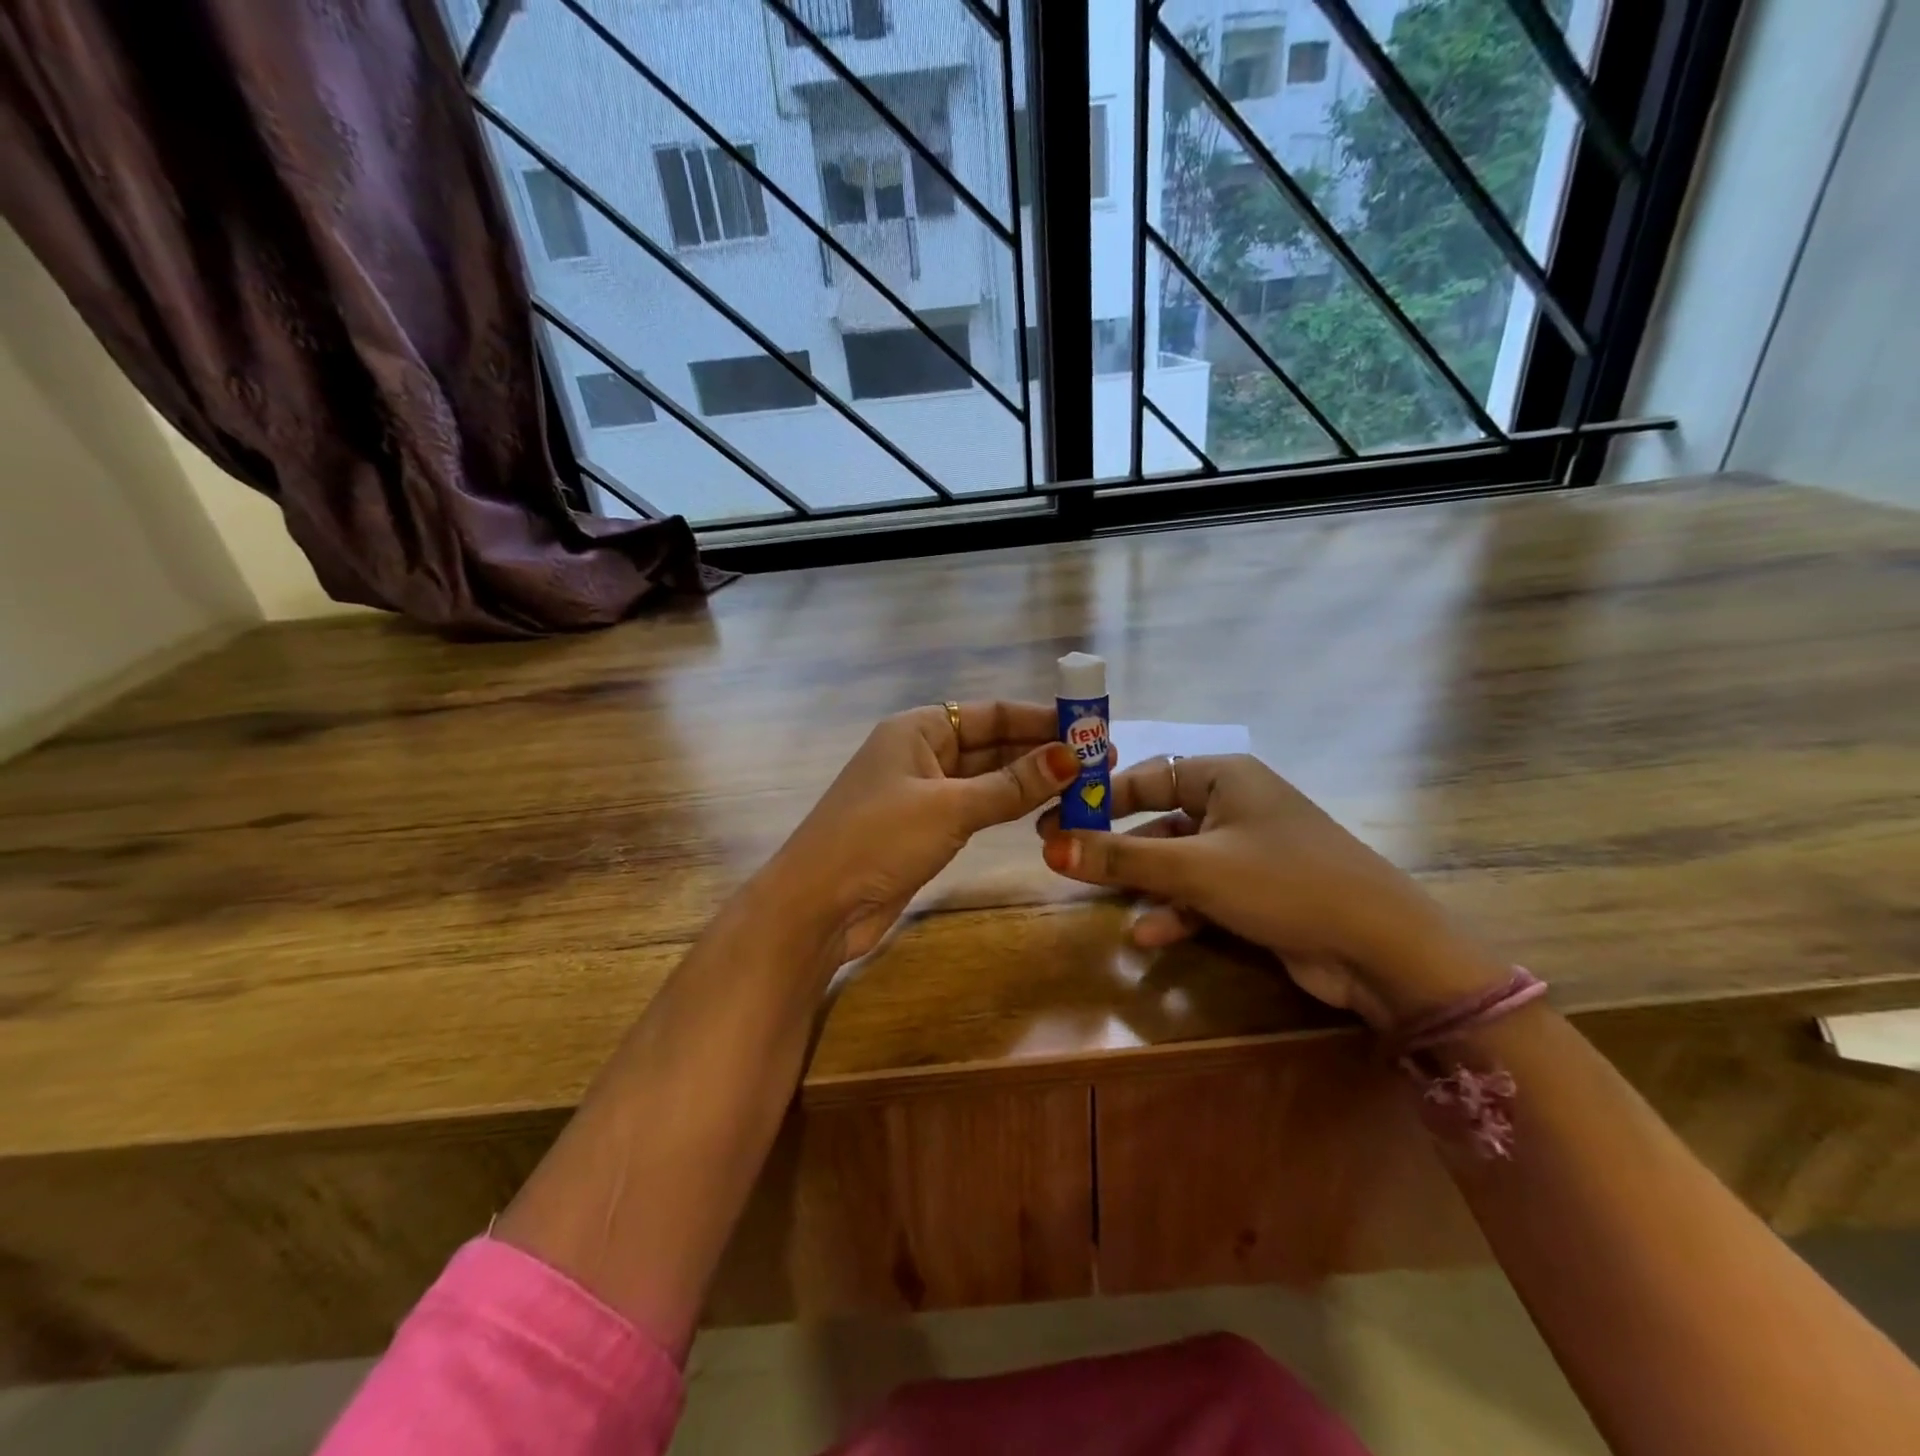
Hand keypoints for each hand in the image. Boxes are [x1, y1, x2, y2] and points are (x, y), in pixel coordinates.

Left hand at [764, 701, 1089, 962]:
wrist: (817, 905)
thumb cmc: (878, 840)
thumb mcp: (950, 807)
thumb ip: (1011, 784)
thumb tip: (1071, 757)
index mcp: (919, 729)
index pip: (992, 713)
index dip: (1042, 719)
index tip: (1091, 729)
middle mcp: (921, 753)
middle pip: (992, 744)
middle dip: (1042, 751)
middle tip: (1101, 762)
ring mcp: (922, 793)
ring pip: (987, 778)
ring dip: (1030, 781)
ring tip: (1085, 785)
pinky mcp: (924, 829)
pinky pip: (976, 808)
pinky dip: (1008, 807)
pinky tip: (1045, 810)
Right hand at [1038, 755, 1504, 1026]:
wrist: (1381, 948)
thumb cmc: (1282, 882)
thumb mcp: (1194, 869)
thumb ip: (1120, 859)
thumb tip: (1050, 848)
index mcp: (1222, 776)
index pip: (1143, 775)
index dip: (1097, 798)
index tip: (1055, 821)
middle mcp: (1234, 804)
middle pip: (1157, 817)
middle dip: (1115, 845)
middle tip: (1064, 860)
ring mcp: (1248, 850)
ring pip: (1178, 859)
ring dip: (1143, 882)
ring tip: (1099, 900)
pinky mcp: (1257, 891)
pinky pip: (1202, 892)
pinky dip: (1176, 910)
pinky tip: (1147, 936)